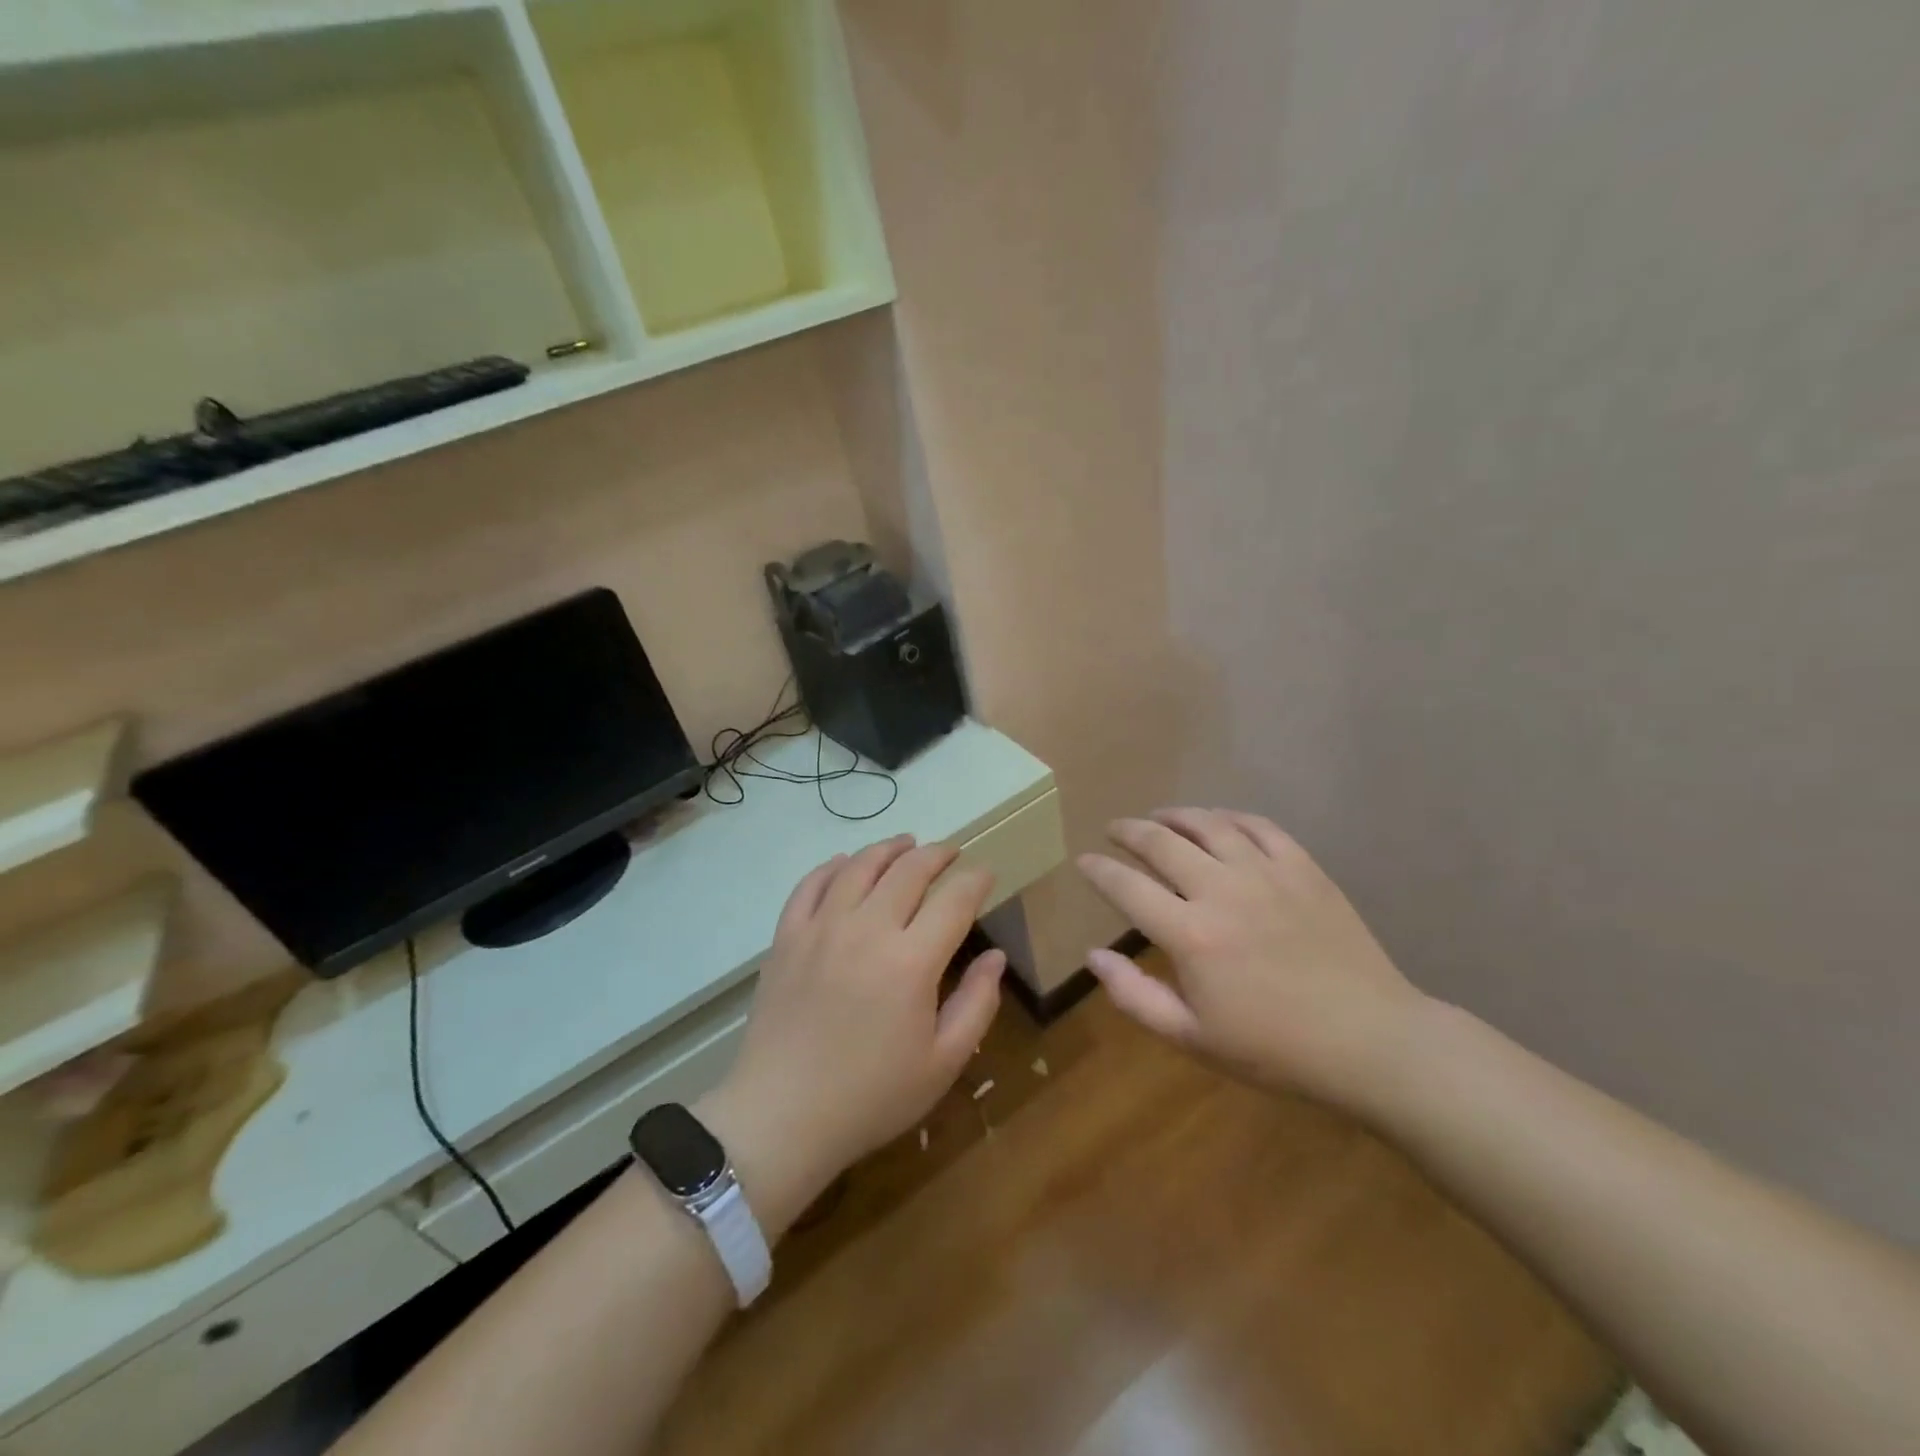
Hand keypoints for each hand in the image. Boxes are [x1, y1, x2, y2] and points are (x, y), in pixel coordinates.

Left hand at [700, 837, 1004, 1233]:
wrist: (781, 1117)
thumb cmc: (871, 1097)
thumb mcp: (942, 1063)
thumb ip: (976, 1004)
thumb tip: (996, 957)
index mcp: (911, 961)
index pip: (954, 900)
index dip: (975, 880)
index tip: (986, 874)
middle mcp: (867, 929)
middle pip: (908, 870)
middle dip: (937, 854)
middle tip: (951, 852)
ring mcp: (821, 928)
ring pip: (859, 866)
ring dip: (888, 849)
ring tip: (906, 844)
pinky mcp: (786, 937)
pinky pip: (811, 884)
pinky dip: (832, 866)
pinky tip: (845, 863)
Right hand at [1076, 809, 1425, 1112]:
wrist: (1370, 1040)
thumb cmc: (1275, 1048)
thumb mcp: (1193, 1038)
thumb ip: (1134, 996)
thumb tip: (1093, 955)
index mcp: (1190, 934)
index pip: (1126, 886)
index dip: (1098, 870)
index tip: (1084, 860)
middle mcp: (1221, 890)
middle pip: (1161, 842)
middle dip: (1129, 831)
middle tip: (1114, 829)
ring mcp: (1266, 873)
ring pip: (1208, 824)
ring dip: (1175, 815)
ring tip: (1159, 817)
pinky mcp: (1303, 868)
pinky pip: (1258, 826)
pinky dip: (1229, 817)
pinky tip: (1218, 821)